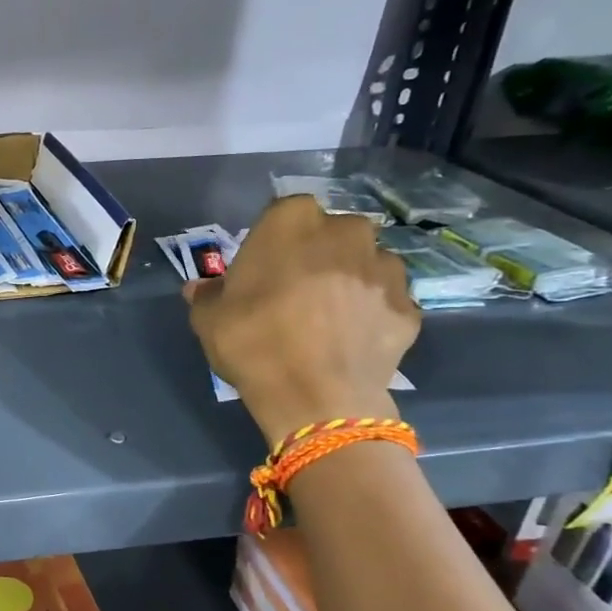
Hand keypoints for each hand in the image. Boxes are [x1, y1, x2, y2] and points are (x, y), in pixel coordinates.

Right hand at [185, 195, 419, 446]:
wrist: (316, 396)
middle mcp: (346, 231)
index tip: (262, 268)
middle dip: (317, 254)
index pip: (282, 214)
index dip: (272, 241)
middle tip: (295, 290)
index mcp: (292, 221)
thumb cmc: (253, 342)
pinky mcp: (409, 305)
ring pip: (363, 263)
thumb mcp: (208, 318)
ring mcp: (385, 267)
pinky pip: (384, 301)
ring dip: (349, 280)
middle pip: (330, 234)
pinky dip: (371, 313)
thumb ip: (208, 295)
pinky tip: (351, 339)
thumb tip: (202, 288)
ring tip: (328, 318)